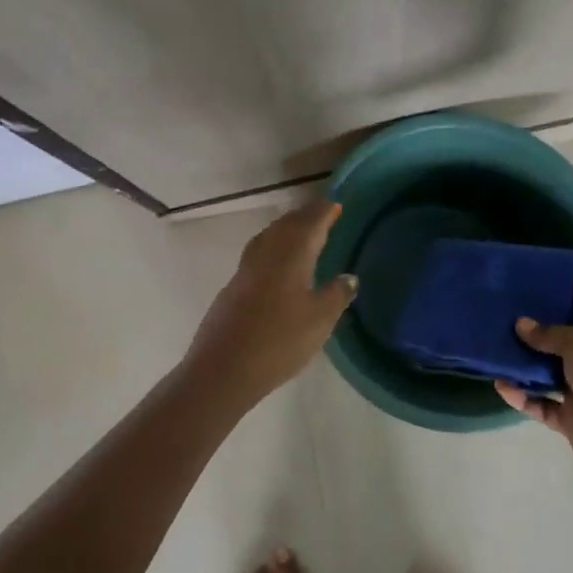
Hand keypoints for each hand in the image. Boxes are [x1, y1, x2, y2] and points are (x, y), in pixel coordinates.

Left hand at [183, 200, 357, 406]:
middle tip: (322, 213)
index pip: (310, 223)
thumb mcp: (320, 320)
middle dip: (305, 216)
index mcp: (291, 255)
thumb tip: (349, 276)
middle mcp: (267, 254)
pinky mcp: (233, 287)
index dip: (323, 212)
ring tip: (301, 231)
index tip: (335, 203)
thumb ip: (336, 295)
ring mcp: (246, 270)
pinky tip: (277, 262)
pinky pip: (258, 253)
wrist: (223, 368)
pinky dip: (273, 245)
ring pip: (269, 236)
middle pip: (287, 225)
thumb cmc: (279, 341)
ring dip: (286, 228)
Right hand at [495, 309, 572, 485]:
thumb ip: (550, 333)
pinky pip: (541, 403)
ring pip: (549, 373)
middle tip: (504, 315)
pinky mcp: (571, 418)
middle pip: (564, 341)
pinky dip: (522, 397)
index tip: (535, 289)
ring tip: (495, 349)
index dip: (566, 299)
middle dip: (536, 330)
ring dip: (525, 365)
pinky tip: (500, 386)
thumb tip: (521, 323)